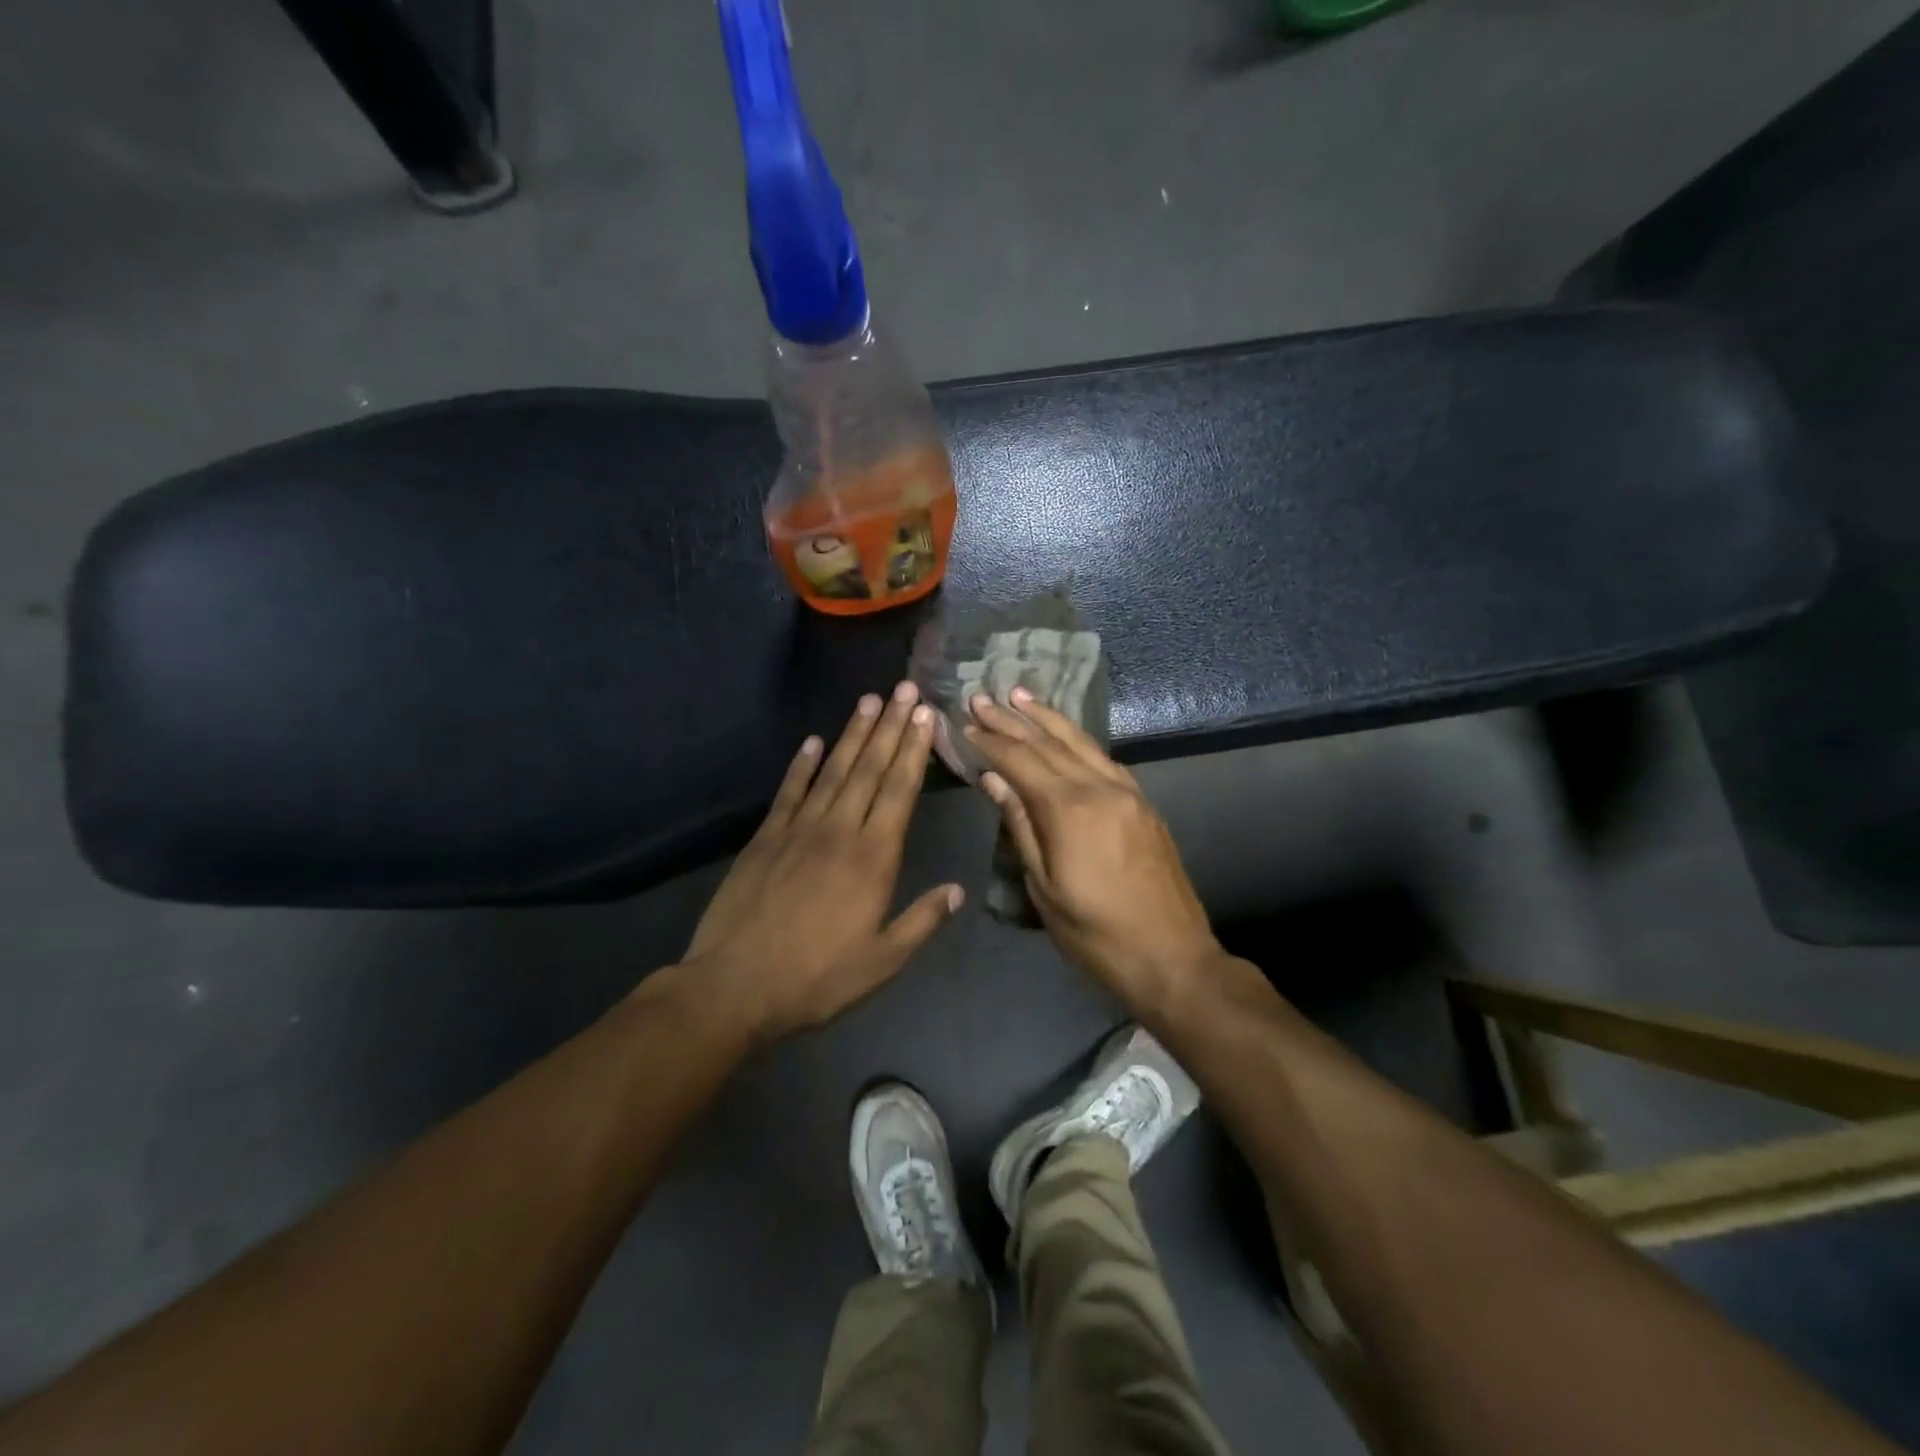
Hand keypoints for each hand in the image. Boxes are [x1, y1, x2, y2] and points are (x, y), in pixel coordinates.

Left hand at [684, 682, 962, 1043]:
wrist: (736, 985)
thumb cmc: (817, 978)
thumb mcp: (882, 961)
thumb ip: (922, 921)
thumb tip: (958, 890)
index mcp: (873, 859)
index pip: (899, 792)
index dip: (914, 751)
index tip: (925, 717)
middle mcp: (839, 831)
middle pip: (870, 769)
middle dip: (891, 727)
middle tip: (905, 689)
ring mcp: (798, 830)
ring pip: (833, 771)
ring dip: (853, 735)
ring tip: (870, 700)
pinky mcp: (766, 838)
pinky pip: (789, 792)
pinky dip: (802, 765)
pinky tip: (813, 741)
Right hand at [965, 689, 1222, 1011]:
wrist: (1173, 957)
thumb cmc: (1096, 934)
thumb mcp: (1045, 888)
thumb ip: (1020, 827)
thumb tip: (994, 779)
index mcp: (1070, 810)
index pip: (1021, 761)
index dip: (990, 741)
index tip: (965, 722)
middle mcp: (1100, 788)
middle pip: (1049, 743)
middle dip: (1012, 719)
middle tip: (982, 697)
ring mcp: (1127, 793)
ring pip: (1081, 743)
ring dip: (1047, 718)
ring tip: (1020, 696)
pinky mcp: (1143, 804)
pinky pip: (1104, 759)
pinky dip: (1078, 740)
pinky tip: (1064, 736)